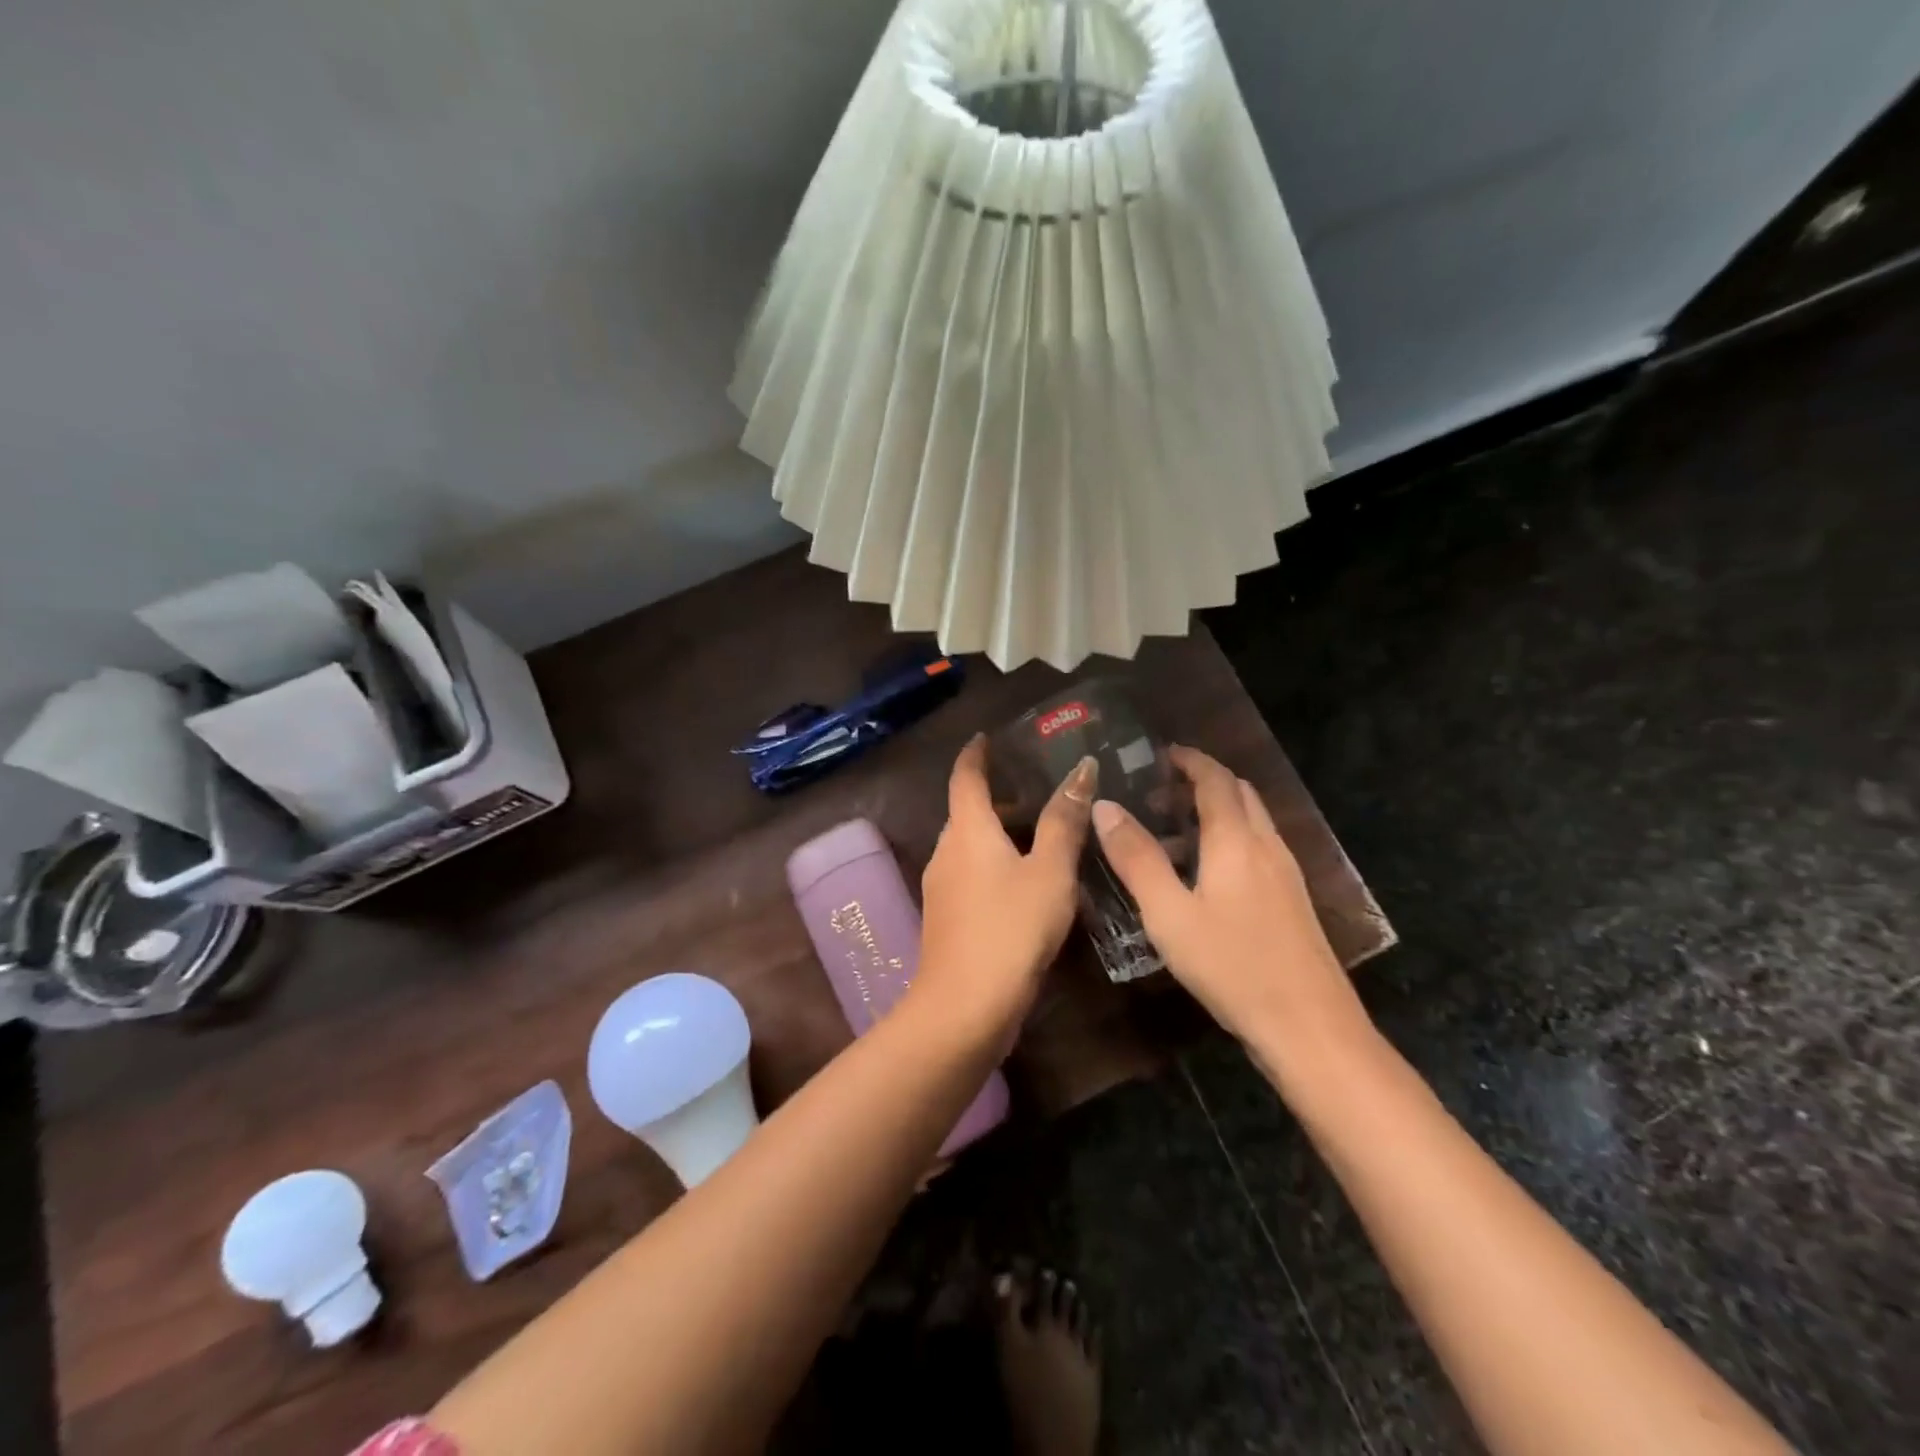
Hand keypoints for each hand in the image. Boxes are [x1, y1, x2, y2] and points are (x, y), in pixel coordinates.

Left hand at [915, 735, 1096, 1035]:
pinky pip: (971, 875)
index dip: (976, 754)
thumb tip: (1082, 769)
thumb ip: (1065, 821)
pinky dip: (994, 866)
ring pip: (970, 847)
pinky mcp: (946, 918)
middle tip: (1039, 793)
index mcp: (967, 831)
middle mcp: (946, 852)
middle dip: (998, 799)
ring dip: (999, 836)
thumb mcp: (1049, 872)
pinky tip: (1026, 886)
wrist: (964, 1007)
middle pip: (968, 813)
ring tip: (1042, 839)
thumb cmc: (1011, 928)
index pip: (965, 777)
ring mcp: (941, 888)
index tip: (987, 737)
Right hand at [1090, 746, 1373, 1079]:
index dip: (1189, 760)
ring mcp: (1286, 873)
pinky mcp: (1293, 900)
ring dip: (1217, 811)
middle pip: (1239, 793)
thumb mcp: (1168, 914)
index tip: (1159, 753)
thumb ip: (1136, 858)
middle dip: (1202, 781)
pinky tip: (1206, 874)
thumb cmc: (1231, 965)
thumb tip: (1105, 806)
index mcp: (1235, 840)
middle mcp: (1266, 845)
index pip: (1214, 779)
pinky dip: (1230, 839)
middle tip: (1159, 792)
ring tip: (1174, 832)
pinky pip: (1258, 848)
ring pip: (1251, 821)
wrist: (1310, 1026)